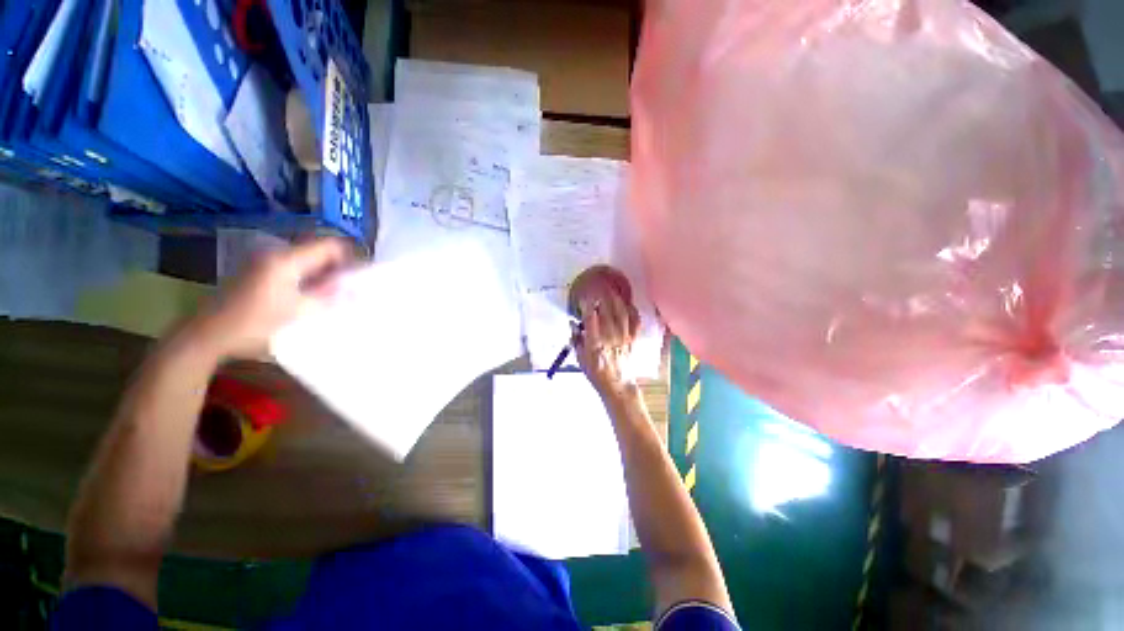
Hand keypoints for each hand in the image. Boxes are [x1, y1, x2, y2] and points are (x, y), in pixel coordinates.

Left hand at [188, 238, 353, 359]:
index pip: (330, 245)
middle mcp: (275, 253)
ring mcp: (264, 261)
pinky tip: (310, 297)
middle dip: (339, 267)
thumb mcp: (299, 313)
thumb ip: (330, 297)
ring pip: (307, 260)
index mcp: (286, 259)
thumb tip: (357, 290)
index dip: (351, 257)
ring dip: (324, 274)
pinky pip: (293, 267)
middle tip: (351, 289)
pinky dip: (308, 278)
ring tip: (334, 295)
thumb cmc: (254, 324)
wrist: (206, 336)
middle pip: (319, 251)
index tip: (362, 276)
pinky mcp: (258, 271)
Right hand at [574, 288, 640, 399]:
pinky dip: (633, 311)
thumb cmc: (596, 373)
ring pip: (622, 313)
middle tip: (598, 286)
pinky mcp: (632, 339)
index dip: (588, 305)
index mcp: (595, 342)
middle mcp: (610, 337)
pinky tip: (629, 304)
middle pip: (607, 311)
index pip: (591, 318)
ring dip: (617, 299)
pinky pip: (635, 322)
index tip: (584, 297)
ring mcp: (624, 337)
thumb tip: (573, 324)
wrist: (617, 384)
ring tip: (612, 289)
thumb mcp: (580, 359)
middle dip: (603, 296)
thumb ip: (576, 341)